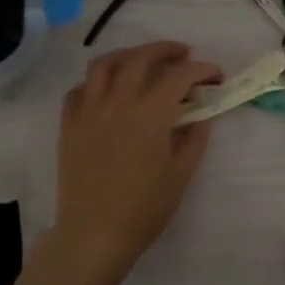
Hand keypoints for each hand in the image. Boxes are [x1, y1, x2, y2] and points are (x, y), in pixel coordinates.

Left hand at [49, 41, 222, 279]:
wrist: (95, 234)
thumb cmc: (145, 208)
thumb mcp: (181, 174)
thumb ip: (195, 138)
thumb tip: (202, 116)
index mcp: (150, 113)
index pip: (179, 75)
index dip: (202, 70)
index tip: (215, 76)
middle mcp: (118, 102)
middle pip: (141, 58)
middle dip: (166, 50)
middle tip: (182, 54)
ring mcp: (89, 111)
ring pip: (104, 65)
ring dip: (127, 55)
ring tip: (141, 61)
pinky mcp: (69, 125)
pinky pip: (78, 90)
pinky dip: (95, 82)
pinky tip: (106, 90)